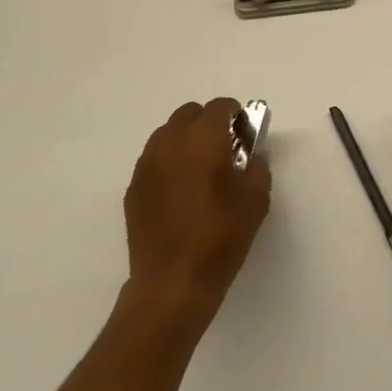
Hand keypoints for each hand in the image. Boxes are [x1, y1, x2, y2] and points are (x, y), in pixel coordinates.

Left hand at [123, 98, 271, 326]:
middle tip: (223, 149)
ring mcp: (147, 164)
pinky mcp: (134, 187)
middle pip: (189, 113)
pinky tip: (180, 192)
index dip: (235, 114)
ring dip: (186, 140)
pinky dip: (169, 163)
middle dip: (208, 123)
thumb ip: (257, 168)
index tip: (244, 133)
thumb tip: (252, 156)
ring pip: (168, 134)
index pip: (220, 107)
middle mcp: (171, 142)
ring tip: (199, 170)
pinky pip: (154, 160)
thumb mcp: (256, 201)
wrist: (172, 283)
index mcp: (204, 139)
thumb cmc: (221, 238)